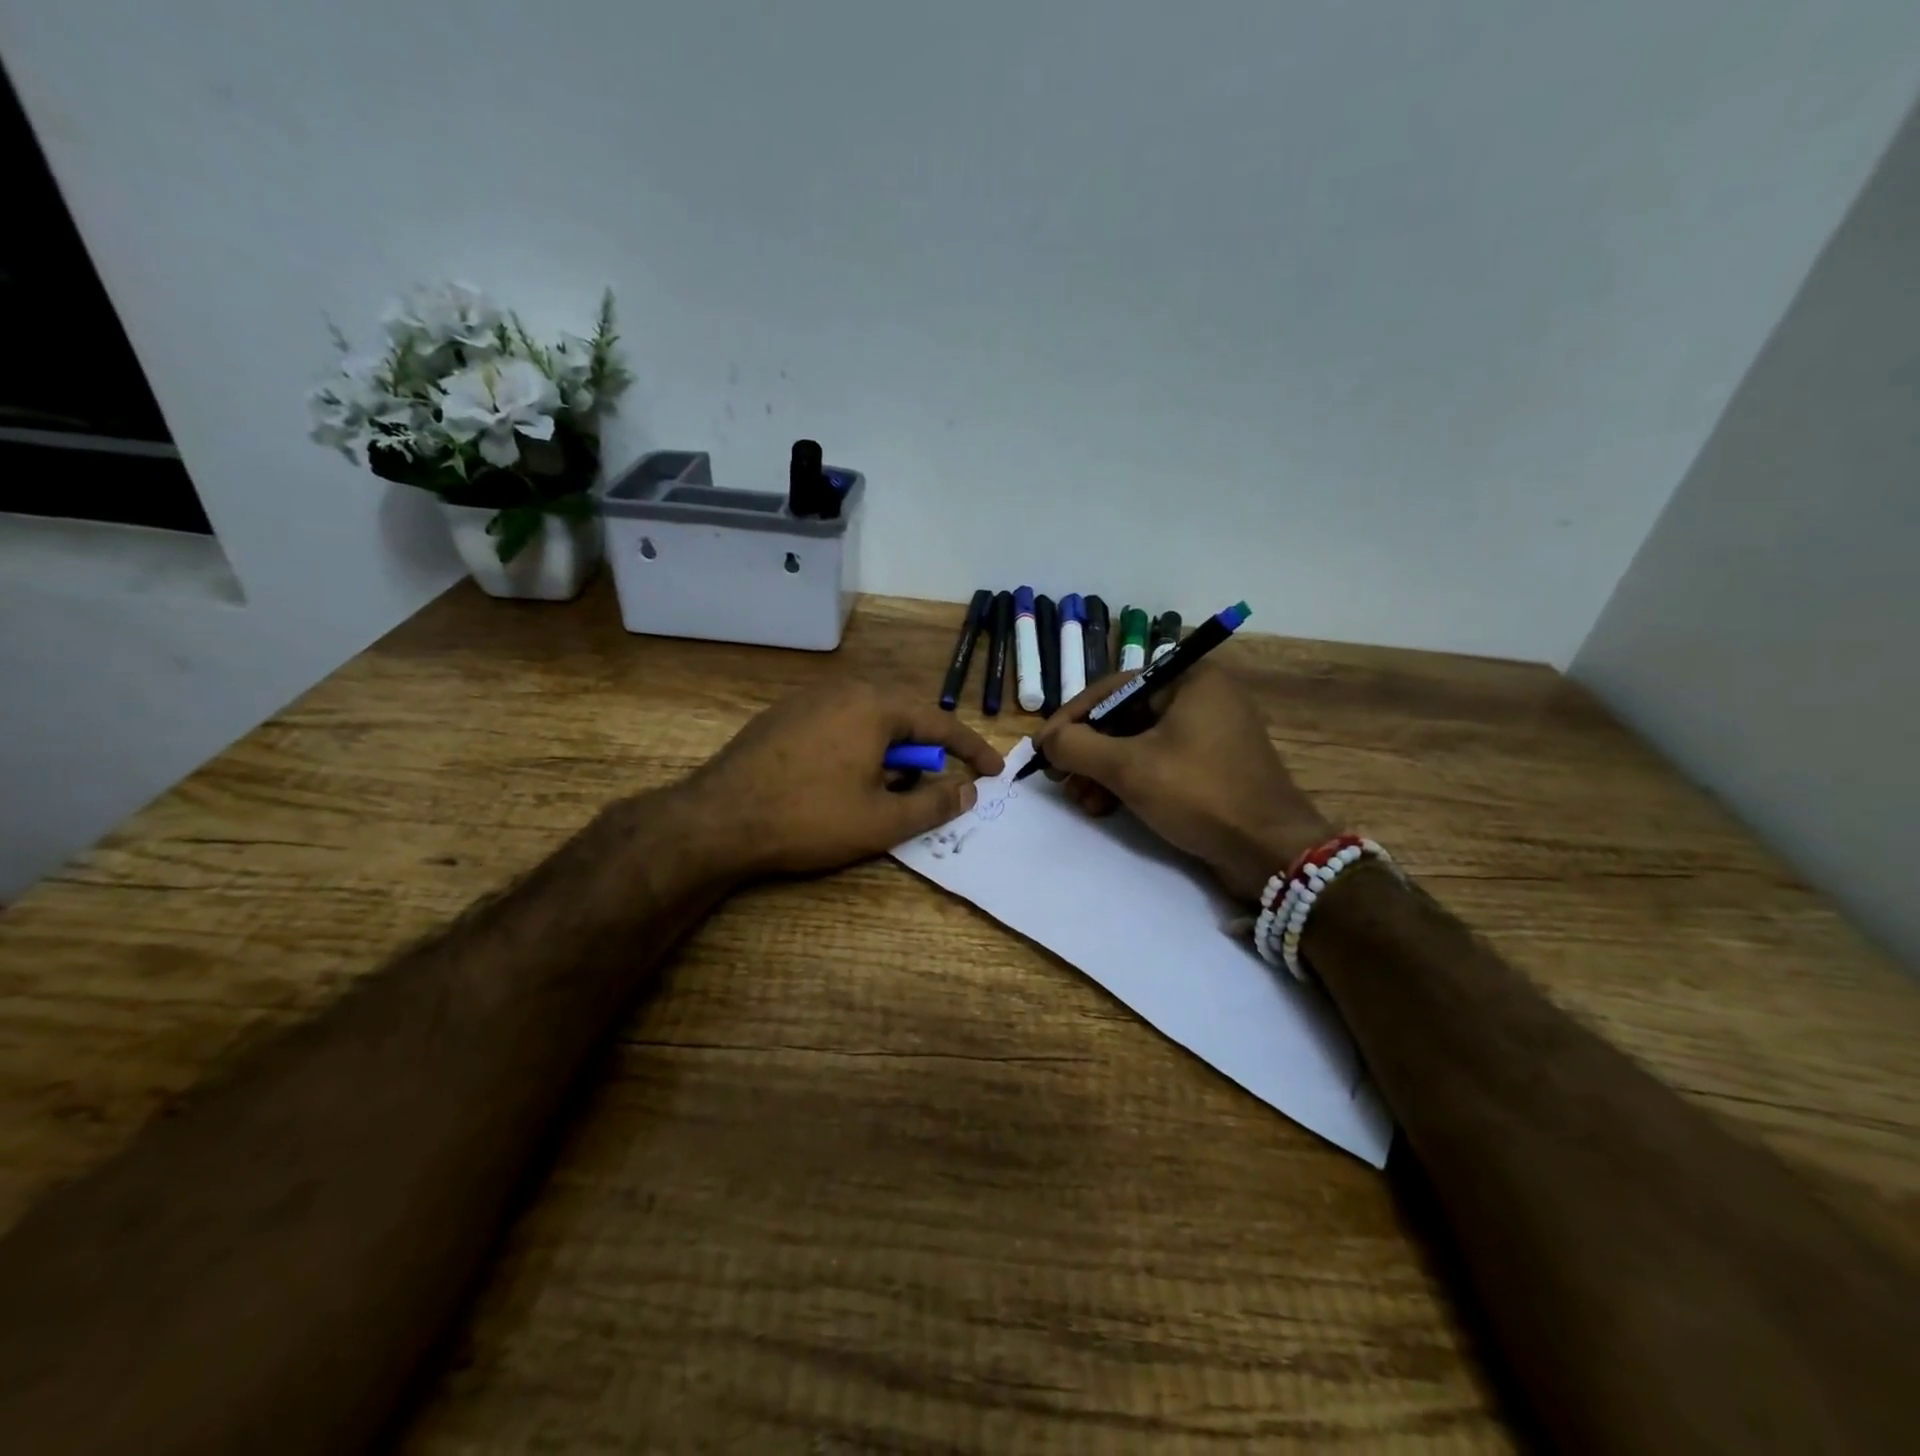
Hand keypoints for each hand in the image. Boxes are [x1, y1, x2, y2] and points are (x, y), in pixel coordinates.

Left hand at [681, 681, 1004, 877]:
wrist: (716, 820)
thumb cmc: (808, 818)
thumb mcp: (881, 821)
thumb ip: (934, 803)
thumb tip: (967, 790)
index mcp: (875, 705)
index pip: (941, 722)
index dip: (972, 751)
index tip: (994, 772)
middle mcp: (845, 689)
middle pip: (905, 716)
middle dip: (926, 751)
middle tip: (934, 787)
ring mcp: (810, 698)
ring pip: (870, 719)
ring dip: (891, 751)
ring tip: (885, 789)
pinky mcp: (784, 714)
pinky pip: (840, 722)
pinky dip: (859, 746)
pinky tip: (843, 779)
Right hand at [1034, 664, 1333, 902]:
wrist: (1271, 851)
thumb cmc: (1199, 794)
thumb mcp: (1129, 768)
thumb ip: (1078, 747)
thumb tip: (1046, 740)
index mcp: (1188, 679)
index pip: (1111, 688)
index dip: (1070, 718)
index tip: (1041, 748)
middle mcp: (1201, 697)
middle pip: (1123, 717)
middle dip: (1088, 752)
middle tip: (1060, 779)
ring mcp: (1209, 733)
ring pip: (1138, 744)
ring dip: (1103, 772)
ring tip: (1082, 802)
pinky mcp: (1212, 766)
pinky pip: (1158, 763)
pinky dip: (1129, 782)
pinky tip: (1105, 807)